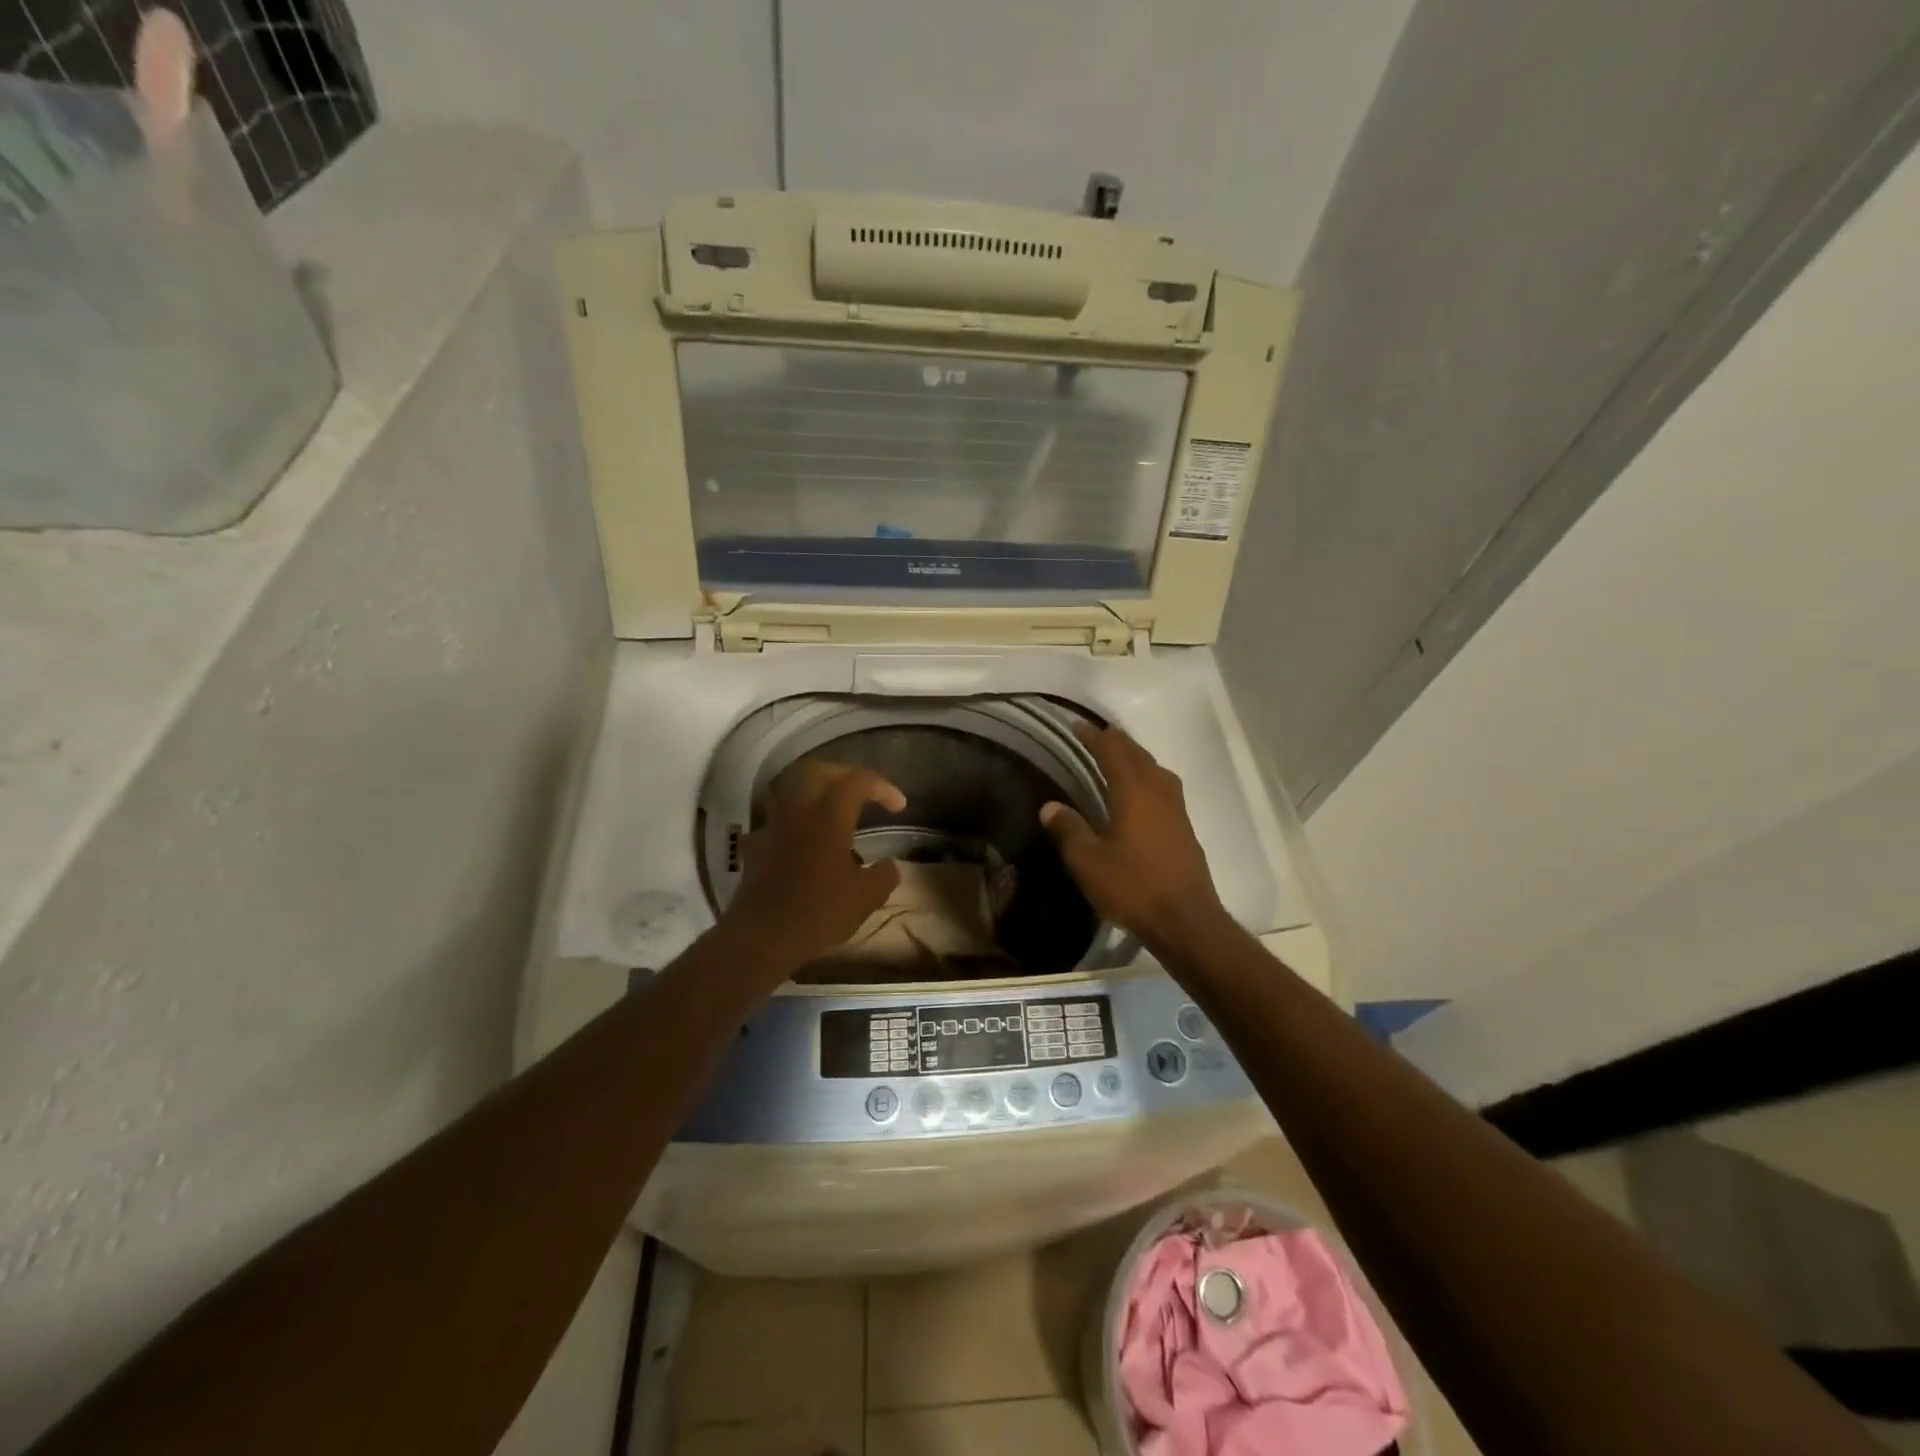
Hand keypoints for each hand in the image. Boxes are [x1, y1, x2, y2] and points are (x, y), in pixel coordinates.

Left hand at [719, 761, 905, 974]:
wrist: (761, 937)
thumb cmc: (818, 913)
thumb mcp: (865, 898)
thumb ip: (884, 875)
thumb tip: (890, 865)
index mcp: (829, 816)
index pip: (858, 781)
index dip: (882, 787)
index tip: (898, 807)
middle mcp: (798, 811)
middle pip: (819, 771)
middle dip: (845, 775)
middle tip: (864, 792)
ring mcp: (772, 826)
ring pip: (792, 789)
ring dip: (815, 792)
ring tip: (833, 812)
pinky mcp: (756, 845)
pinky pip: (776, 820)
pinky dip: (793, 821)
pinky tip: (802, 841)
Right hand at [1040, 724, 1228, 948]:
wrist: (1185, 919)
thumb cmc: (1132, 886)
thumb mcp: (1088, 861)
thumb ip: (1068, 829)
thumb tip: (1049, 807)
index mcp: (1133, 790)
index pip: (1111, 751)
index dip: (1093, 736)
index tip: (1076, 726)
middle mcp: (1158, 790)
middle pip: (1136, 753)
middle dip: (1114, 740)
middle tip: (1094, 735)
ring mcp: (1176, 807)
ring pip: (1153, 767)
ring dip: (1133, 756)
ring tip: (1116, 756)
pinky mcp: (1184, 825)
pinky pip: (1162, 784)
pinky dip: (1146, 775)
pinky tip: (1139, 791)